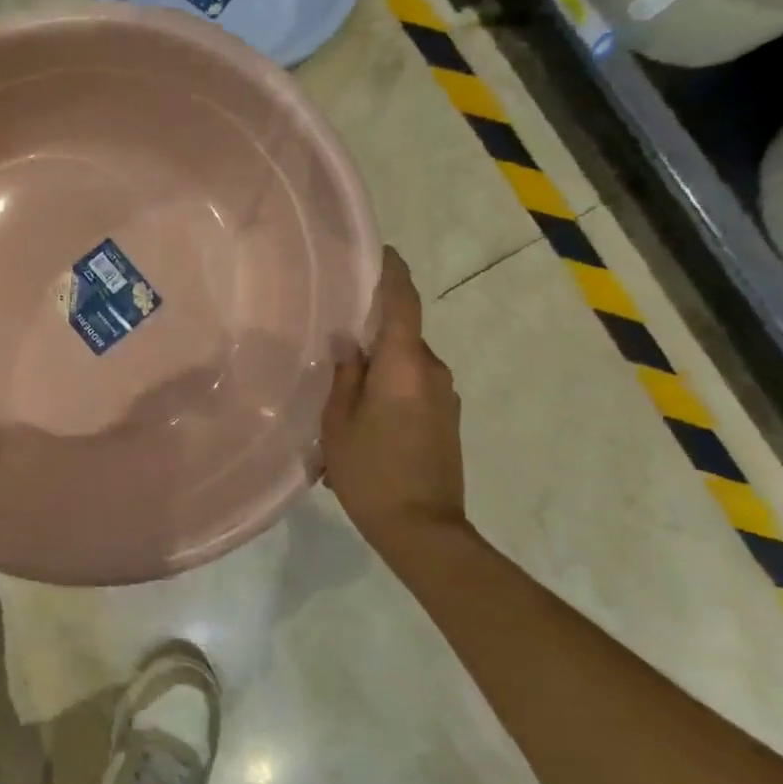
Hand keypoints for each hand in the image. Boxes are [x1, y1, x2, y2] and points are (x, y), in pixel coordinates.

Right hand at [321, 246, 466, 547]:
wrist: (424, 531)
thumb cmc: (371, 472)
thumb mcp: (339, 422)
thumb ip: (345, 375)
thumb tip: (348, 342)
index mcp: (405, 365)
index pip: (404, 304)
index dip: (394, 274)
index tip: (383, 252)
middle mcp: (433, 372)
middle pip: (402, 336)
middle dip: (373, 333)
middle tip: (335, 338)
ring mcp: (445, 398)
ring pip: (406, 365)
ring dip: (379, 369)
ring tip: (343, 389)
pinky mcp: (447, 420)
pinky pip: (414, 387)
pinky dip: (390, 389)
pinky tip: (364, 416)